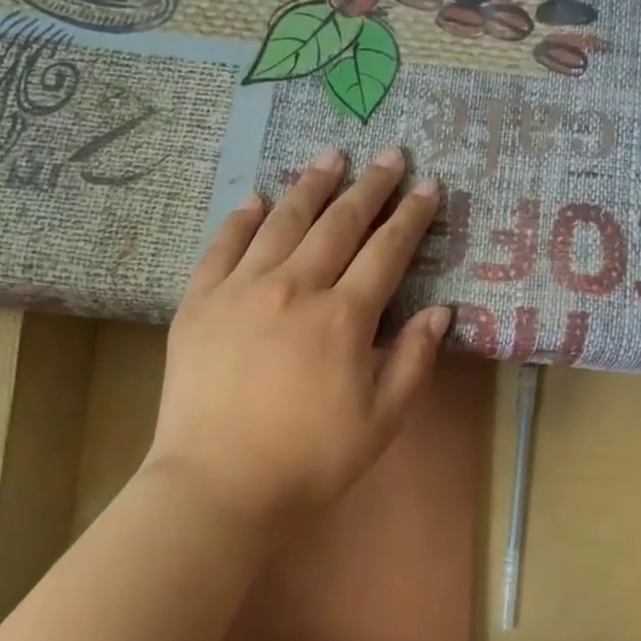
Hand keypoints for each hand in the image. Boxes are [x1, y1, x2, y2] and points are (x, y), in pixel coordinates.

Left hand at [144, 146, 450, 534]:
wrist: (219, 484)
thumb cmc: (311, 460)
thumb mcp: (381, 420)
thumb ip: (413, 360)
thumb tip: (441, 311)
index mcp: (343, 318)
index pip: (386, 252)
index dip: (411, 217)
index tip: (428, 186)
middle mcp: (294, 288)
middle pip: (338, 224)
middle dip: (369, 187)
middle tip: (389, 156)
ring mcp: (241, 290)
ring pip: (282, 222)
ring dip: (311, 186)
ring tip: (330, 156)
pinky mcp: (199, 303)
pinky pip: (222, 247)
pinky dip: (241, 218)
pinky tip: (255, 199)